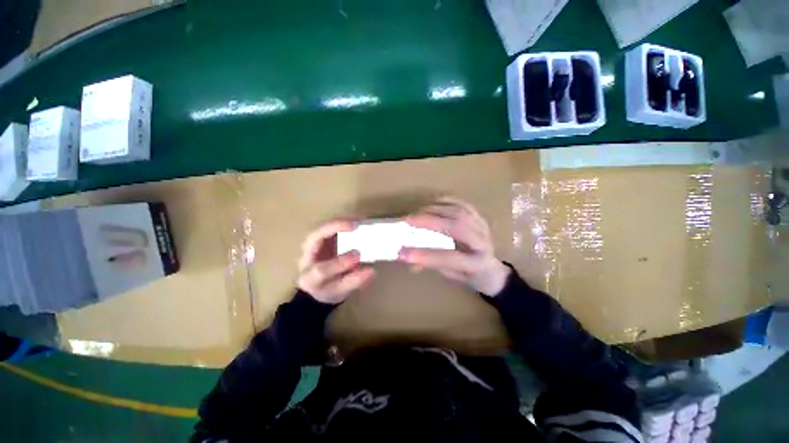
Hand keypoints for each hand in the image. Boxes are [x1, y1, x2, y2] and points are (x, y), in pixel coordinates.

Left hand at [298, 220, 374, 303]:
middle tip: (356, 226)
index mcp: (309, 277)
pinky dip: (343, 221)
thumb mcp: (341, 292)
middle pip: (314, 238)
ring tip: (360, 220)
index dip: (339, 263)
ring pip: (322, 226)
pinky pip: (329, 225)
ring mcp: (310, 245)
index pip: (321, 270)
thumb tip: (371, 271)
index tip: (358, 256)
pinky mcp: (319, 238)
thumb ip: (354, 282)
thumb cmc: (328, 290)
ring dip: (341, 221)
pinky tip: (357, 220)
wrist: (314, 286)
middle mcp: (306, 258)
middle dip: (334, 228)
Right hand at [398, 197, 510, 296]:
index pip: (449, 258)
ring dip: (434, 210)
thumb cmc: (469, 275)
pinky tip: (431, 204)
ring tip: (417, 213)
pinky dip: (445, 201)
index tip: (403, 252)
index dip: (425, 255)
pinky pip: (461, 203)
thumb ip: (431, 264)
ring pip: (458, 211)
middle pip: (457, 226)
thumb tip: (406, 256)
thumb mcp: (451, 276)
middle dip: (429, 221)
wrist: (492, 269)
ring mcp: (482, 226)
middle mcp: (482, 243)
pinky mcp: (479, 217)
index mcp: (476, 264)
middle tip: (408, 220)